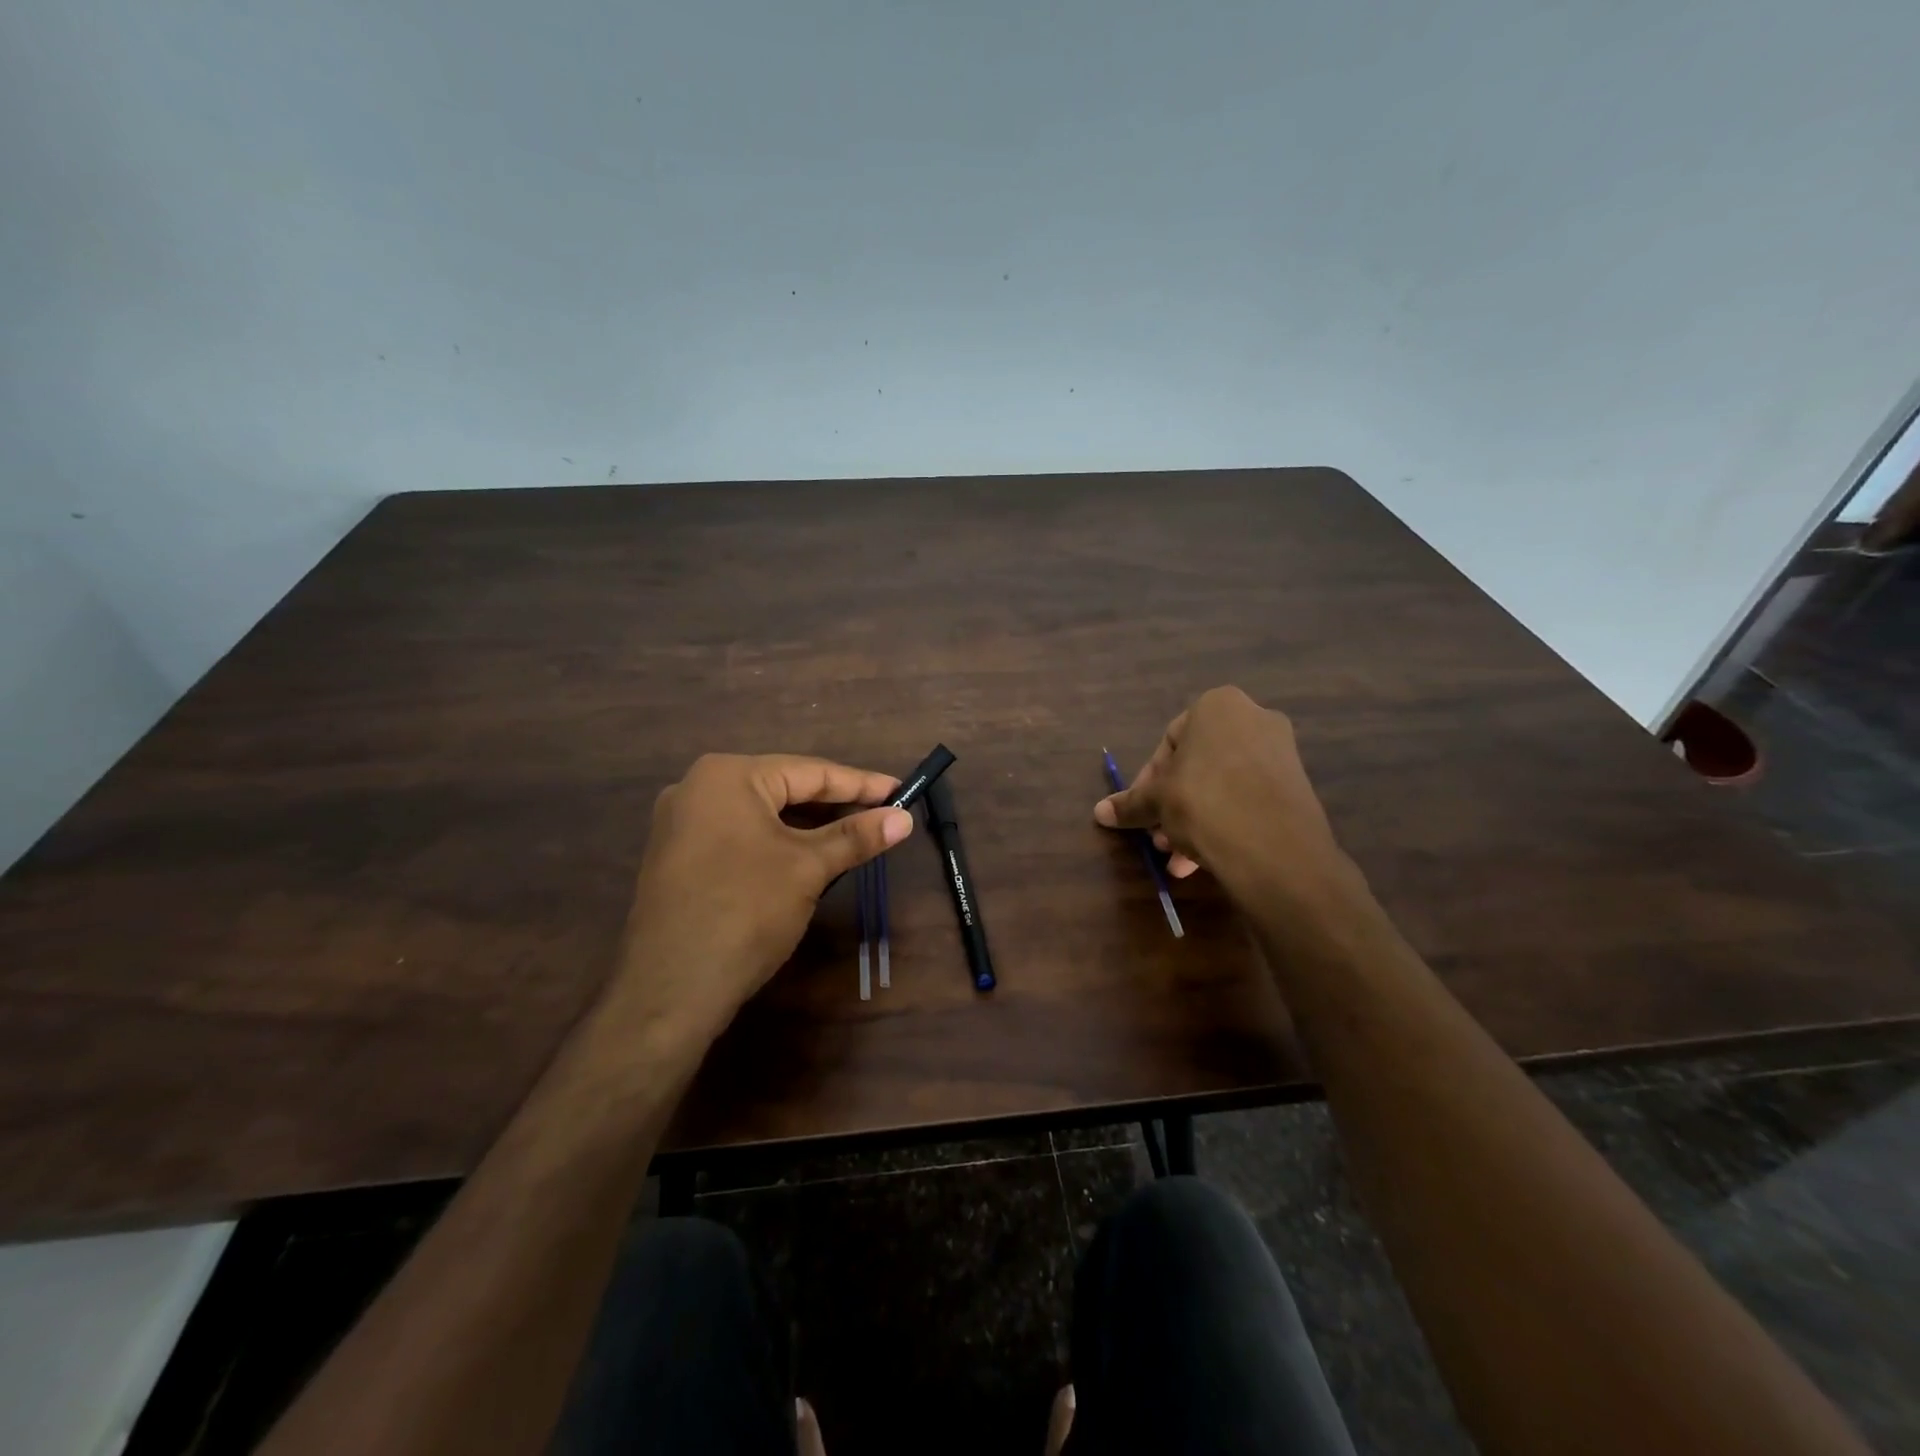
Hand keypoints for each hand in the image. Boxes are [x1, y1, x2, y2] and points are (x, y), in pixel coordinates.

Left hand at [614, 754, 913, 1034]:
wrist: (671, 987)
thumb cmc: (746, 910)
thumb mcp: (808, 867)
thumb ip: (856, 836)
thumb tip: (904, 818)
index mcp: (728, 776)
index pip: (809, 772)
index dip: (861, 784)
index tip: (900, 790)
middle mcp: (699, 787)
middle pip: (784, 788)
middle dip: (834, 803)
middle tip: (882, 813)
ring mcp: (682, 823)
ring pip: (762, 813)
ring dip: (808, 824)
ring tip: (854, 833)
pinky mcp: (679, 855)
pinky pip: (741, 834)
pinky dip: (777, 841)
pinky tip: (807, 854)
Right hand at [1095, 686, 1349, 903]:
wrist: (1276, 850)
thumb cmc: (1204, 804)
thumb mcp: (1157, 803)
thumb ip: (1130, 804)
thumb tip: (1099, 811)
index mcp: (1217, 706)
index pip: (1169, 741)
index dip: (1148, 780)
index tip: (1142, 811)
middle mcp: (1253, 718)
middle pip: (1196, 766)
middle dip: (1173, 805)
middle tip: (1159, 837)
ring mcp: (1280, 752)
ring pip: (1221, 786)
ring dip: (1194, 820)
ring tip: (1179, 858)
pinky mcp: (1296, 786)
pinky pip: (1247, 799)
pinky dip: (1224, 822)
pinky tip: (1206, 859)